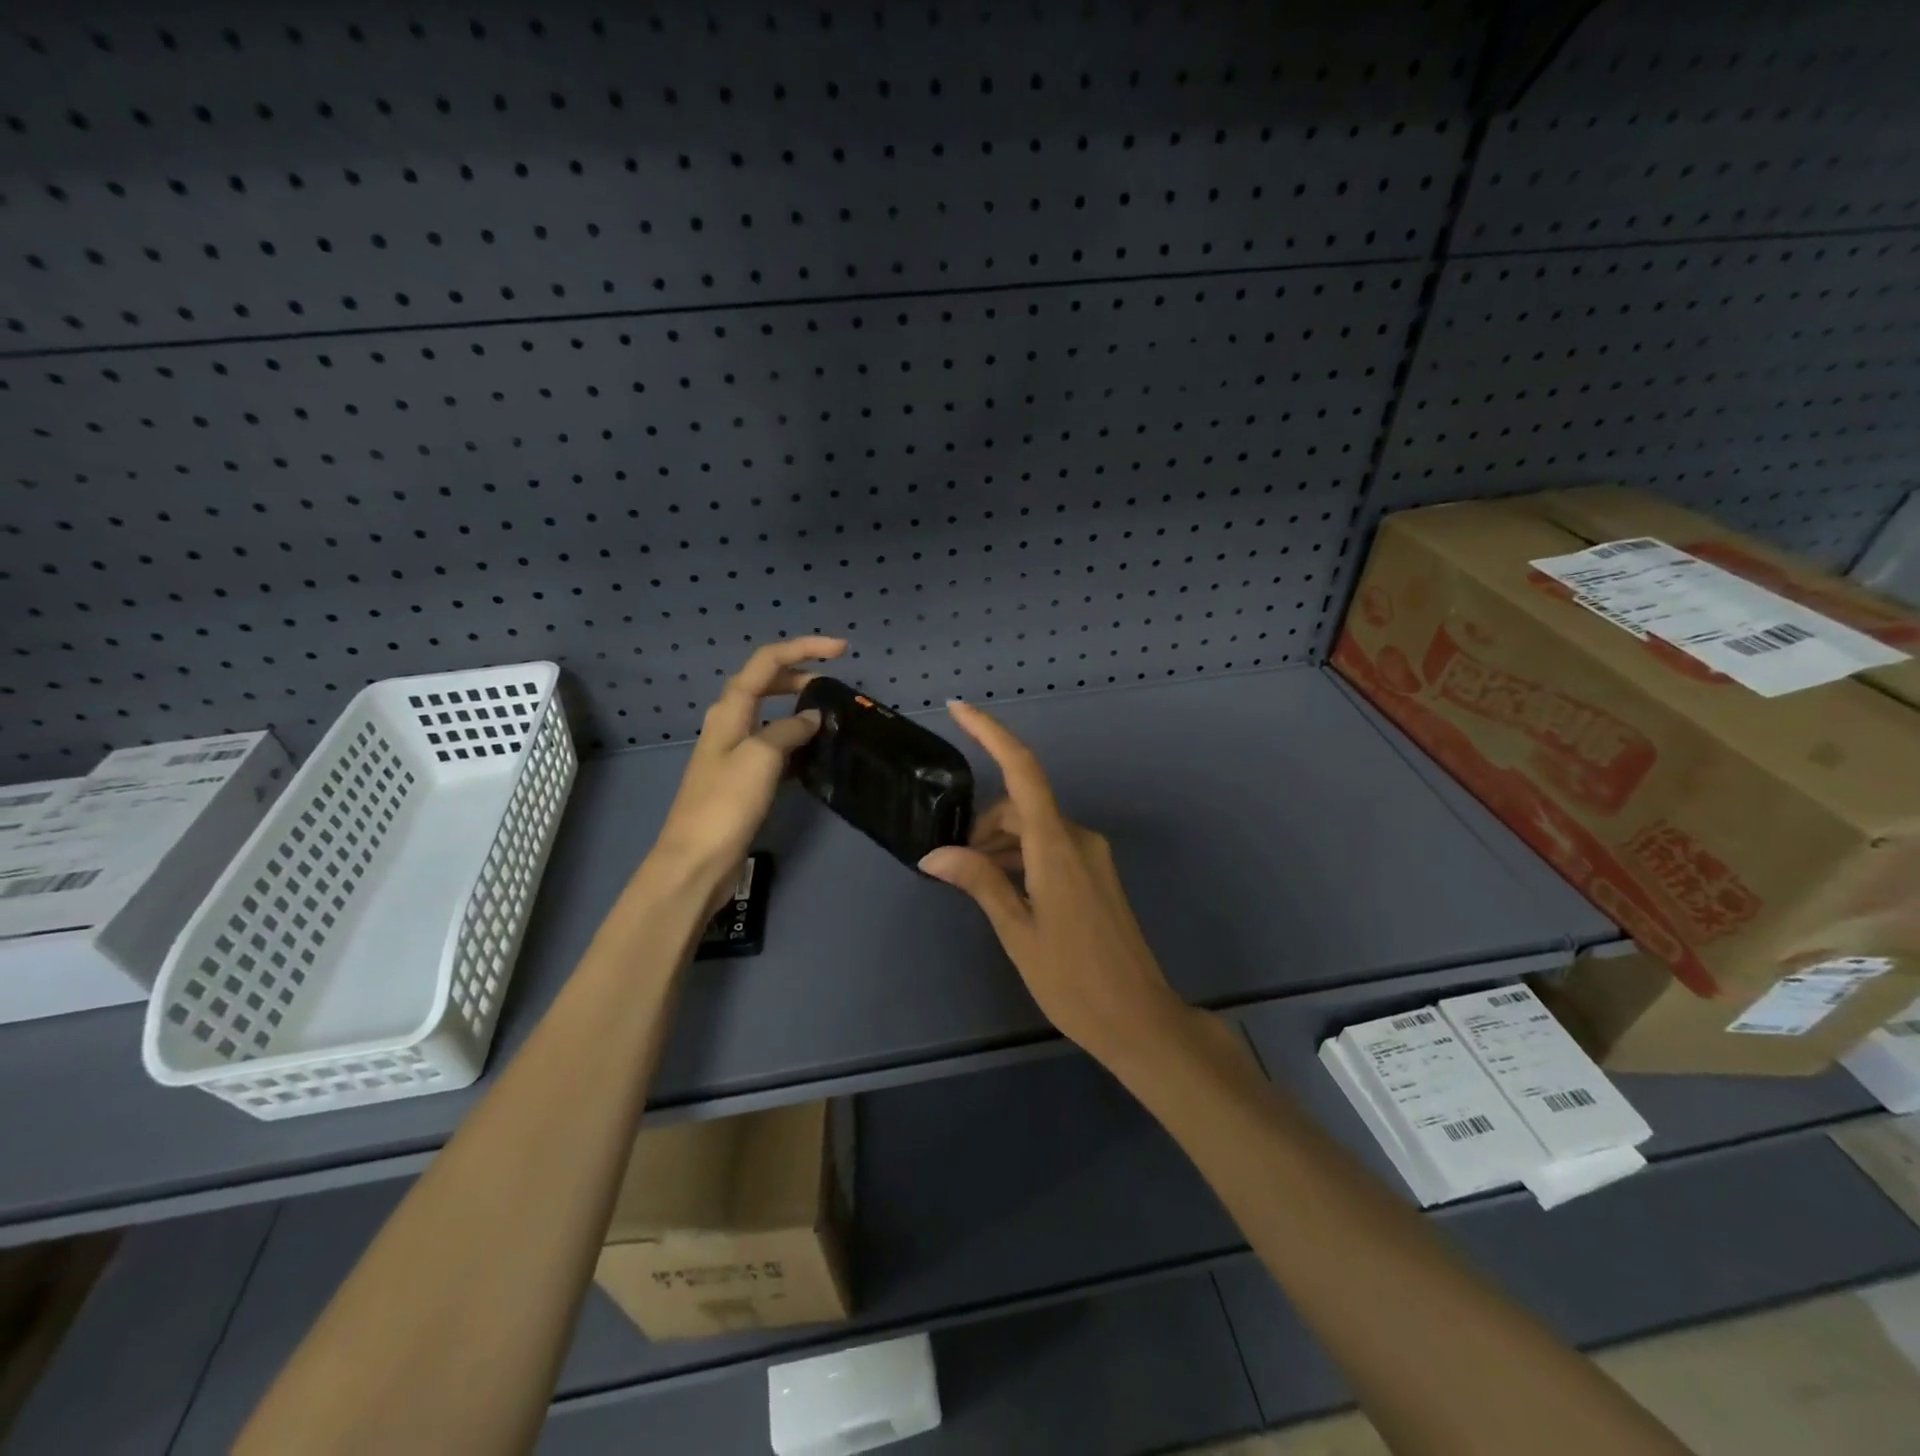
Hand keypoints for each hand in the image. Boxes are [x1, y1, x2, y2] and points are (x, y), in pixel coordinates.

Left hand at [646, 636, 846, 910]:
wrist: (696, 861)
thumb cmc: (725, 804)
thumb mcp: (761, 757)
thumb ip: (788, 730)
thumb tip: (812, 718)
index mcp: (730, 710)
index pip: (767, 662)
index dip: (803, 648)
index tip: (842, 650)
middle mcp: (729, 723)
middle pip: (765, 683)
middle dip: (799, 674)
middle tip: (834, 682)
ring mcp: (735, 752)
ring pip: (769, 715)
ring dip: (797, 707)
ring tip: (829, 714)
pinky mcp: (742, 779)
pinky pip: (773, 746)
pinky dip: (794, 740)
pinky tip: (814, 753)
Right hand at [919, 701, 1188, 1063]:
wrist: (1140, 1018)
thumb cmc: (1073, 980)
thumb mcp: (1017, 932)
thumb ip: (979, 883)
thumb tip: (935, 854)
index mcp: (1056, 846)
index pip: (1023, 771)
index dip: (991, 734)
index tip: (960, 710)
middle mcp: (1078, 838)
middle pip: (1021, 805)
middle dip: (984, 823)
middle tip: (954, 865)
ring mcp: (1092, 856)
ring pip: (1035, 827)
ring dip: (1001, 843)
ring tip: (975, 883)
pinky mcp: (1097, 874)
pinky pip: (1051, 846)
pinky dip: (1022, 856)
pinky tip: (1006, 889)